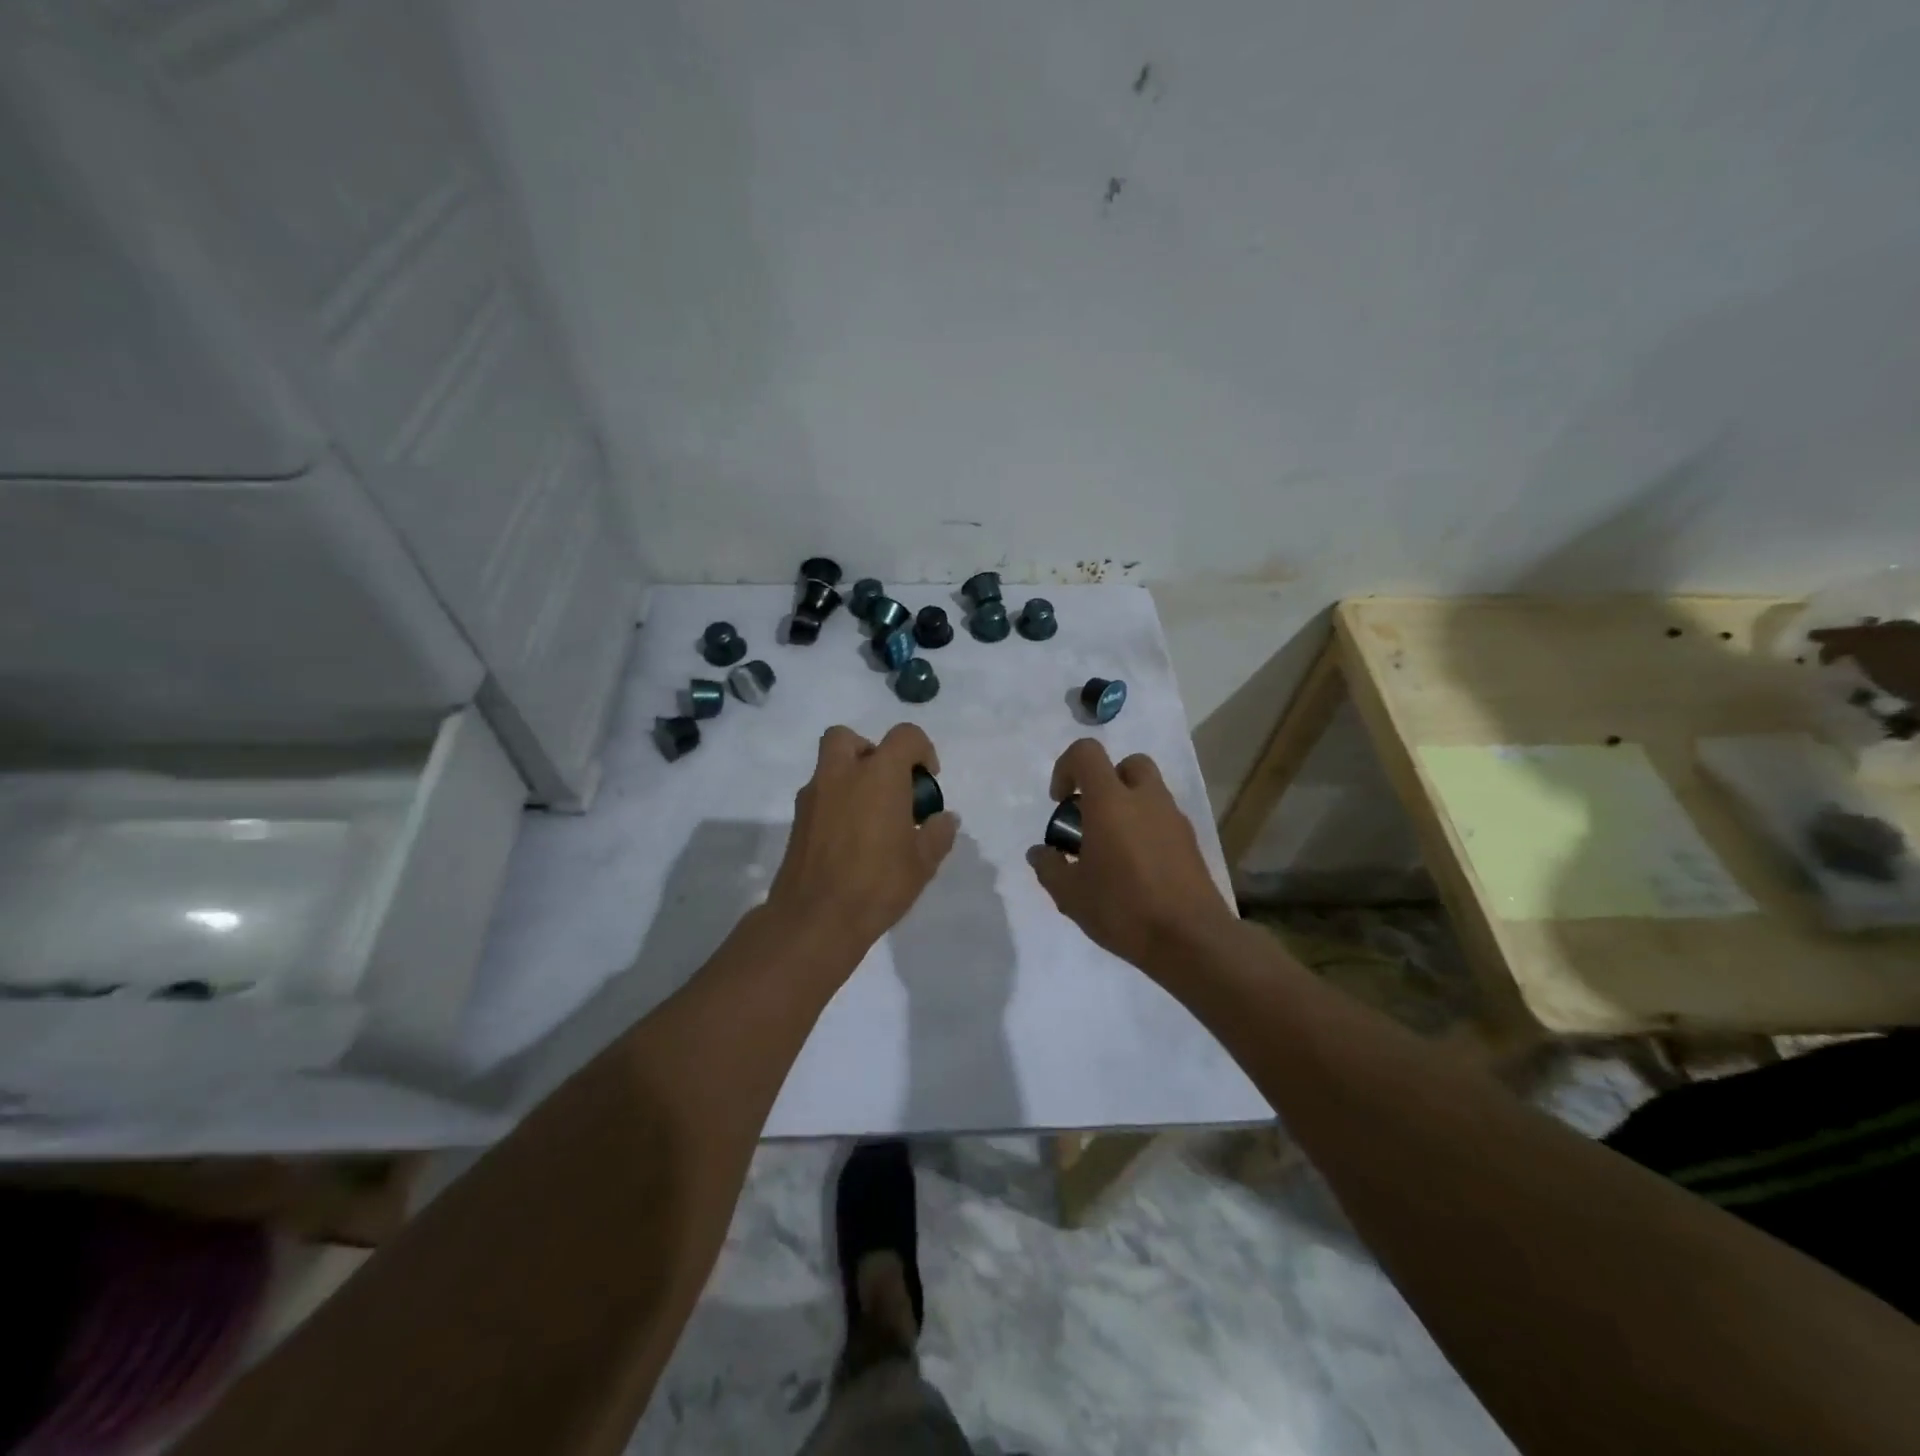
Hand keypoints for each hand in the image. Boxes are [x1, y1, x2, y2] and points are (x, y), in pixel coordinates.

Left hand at [765, 723, 958, 960]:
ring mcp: (813, 796)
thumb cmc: (877, 884)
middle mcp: (841, 774)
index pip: (904, 736)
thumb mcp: (923, 863)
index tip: (927, 780)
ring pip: (829, 765)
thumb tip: (944, 818)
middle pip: (848, 737)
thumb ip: (938, 833)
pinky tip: (850, 838)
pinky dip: (836, 802)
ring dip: (850, 777)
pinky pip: (819, 795)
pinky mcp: (797, 820)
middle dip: (870, 751)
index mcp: (879, 775)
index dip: (922, 750)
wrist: (815, 919)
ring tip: (870, 816)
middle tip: (887, 784)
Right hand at [1027, 739, 1233, 973]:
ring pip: (1149, 791)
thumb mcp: (1070, 894)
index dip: (1066, 767)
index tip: (1060, 802)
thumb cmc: (1123, 909)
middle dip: (1105, 781)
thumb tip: (1040, 852)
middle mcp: (1145, 799)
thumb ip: (1049, 867)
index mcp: (1111, 801)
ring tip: (1112, 849)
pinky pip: (1163, 819)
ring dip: (1127, 806)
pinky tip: (1137, 869)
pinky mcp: (1191, 842)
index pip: (1087, 752)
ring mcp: (1174, 818)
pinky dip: (1147, 829)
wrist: (1191, 940)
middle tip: (1091, 818)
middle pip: (1127, 764)